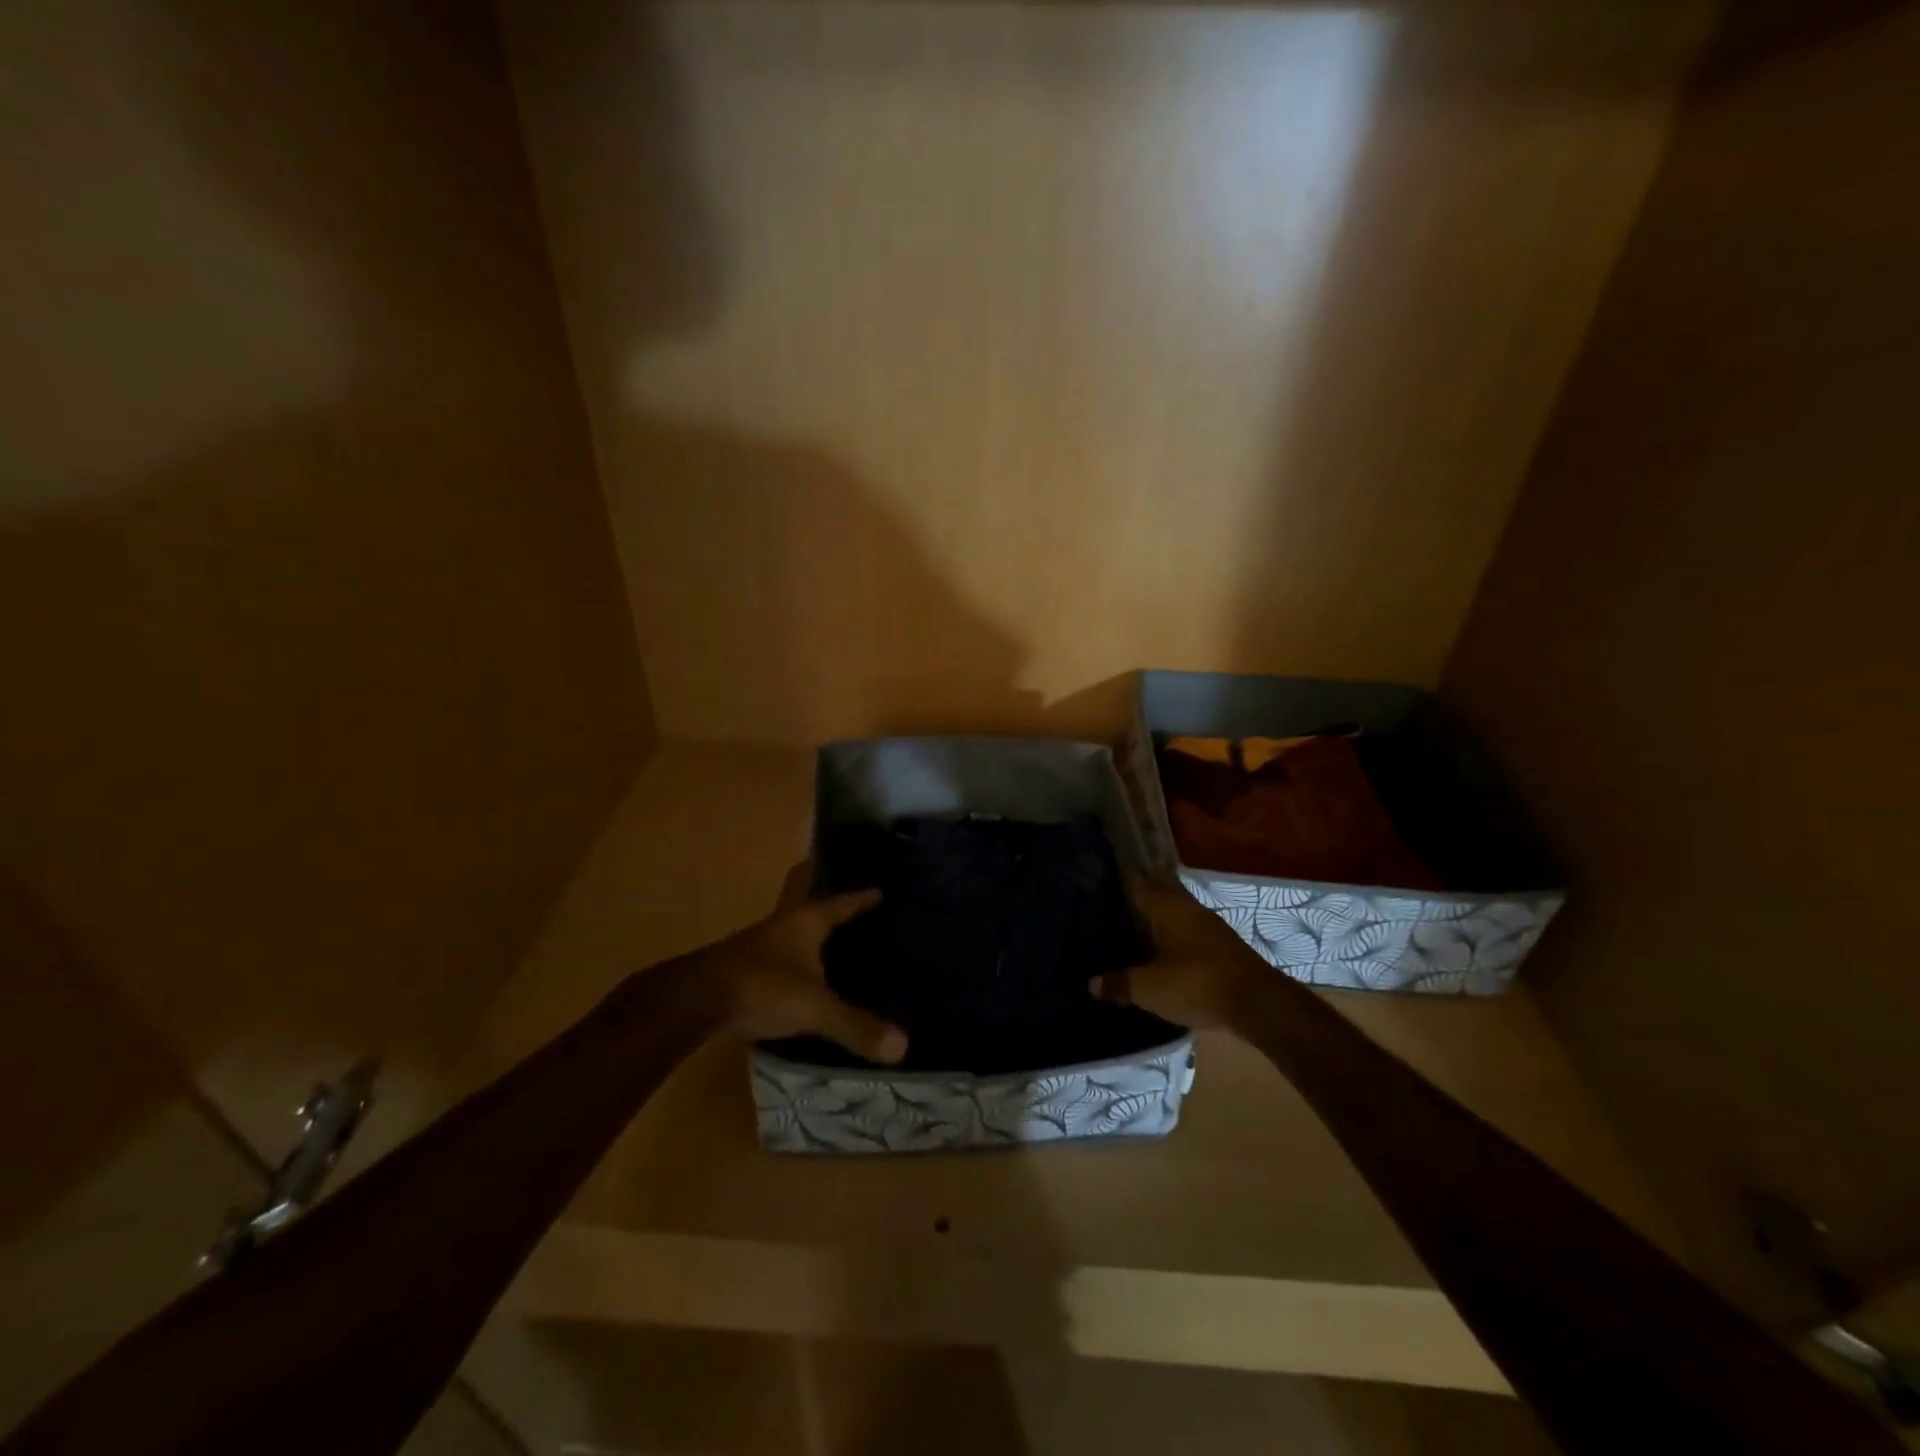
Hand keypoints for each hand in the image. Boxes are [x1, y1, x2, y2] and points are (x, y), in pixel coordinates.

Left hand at [711, 862, 906, 1063]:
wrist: (695, 1001)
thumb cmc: (763, 988)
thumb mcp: (815, 1008)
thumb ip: (855, 1026)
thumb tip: (903, 1046)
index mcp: (805, 923)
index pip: (840, 904)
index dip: (860, 899)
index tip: (878, 891)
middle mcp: (781, 926)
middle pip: (810, 909)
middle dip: (829, 909)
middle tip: (852, 911)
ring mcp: (756, 945)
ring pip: (789, 933)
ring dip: (807, 937)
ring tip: (829, 946)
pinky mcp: (738, 968)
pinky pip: (774, 958)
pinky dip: (789, 963)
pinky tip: (794, 979)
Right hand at [1090, 877, 1269, 1028]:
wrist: (1257, 1004)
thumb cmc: (1195, 984)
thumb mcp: (1148, 989)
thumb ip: (1119, 983)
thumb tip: (1093, 984)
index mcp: (1167, 908)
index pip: (1138, 883)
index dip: (1122, 879)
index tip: (1103, 877)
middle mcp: (1188, 908)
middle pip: (1160, 895)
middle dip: (1141, 899)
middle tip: (1115, 905)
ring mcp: (1210, 927)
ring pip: (1177, 915)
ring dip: (1160, 921)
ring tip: (1136, 931)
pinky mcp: (1224, 948)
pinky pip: (1190, 934)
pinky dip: (1175, 939)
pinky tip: (1165, 954)